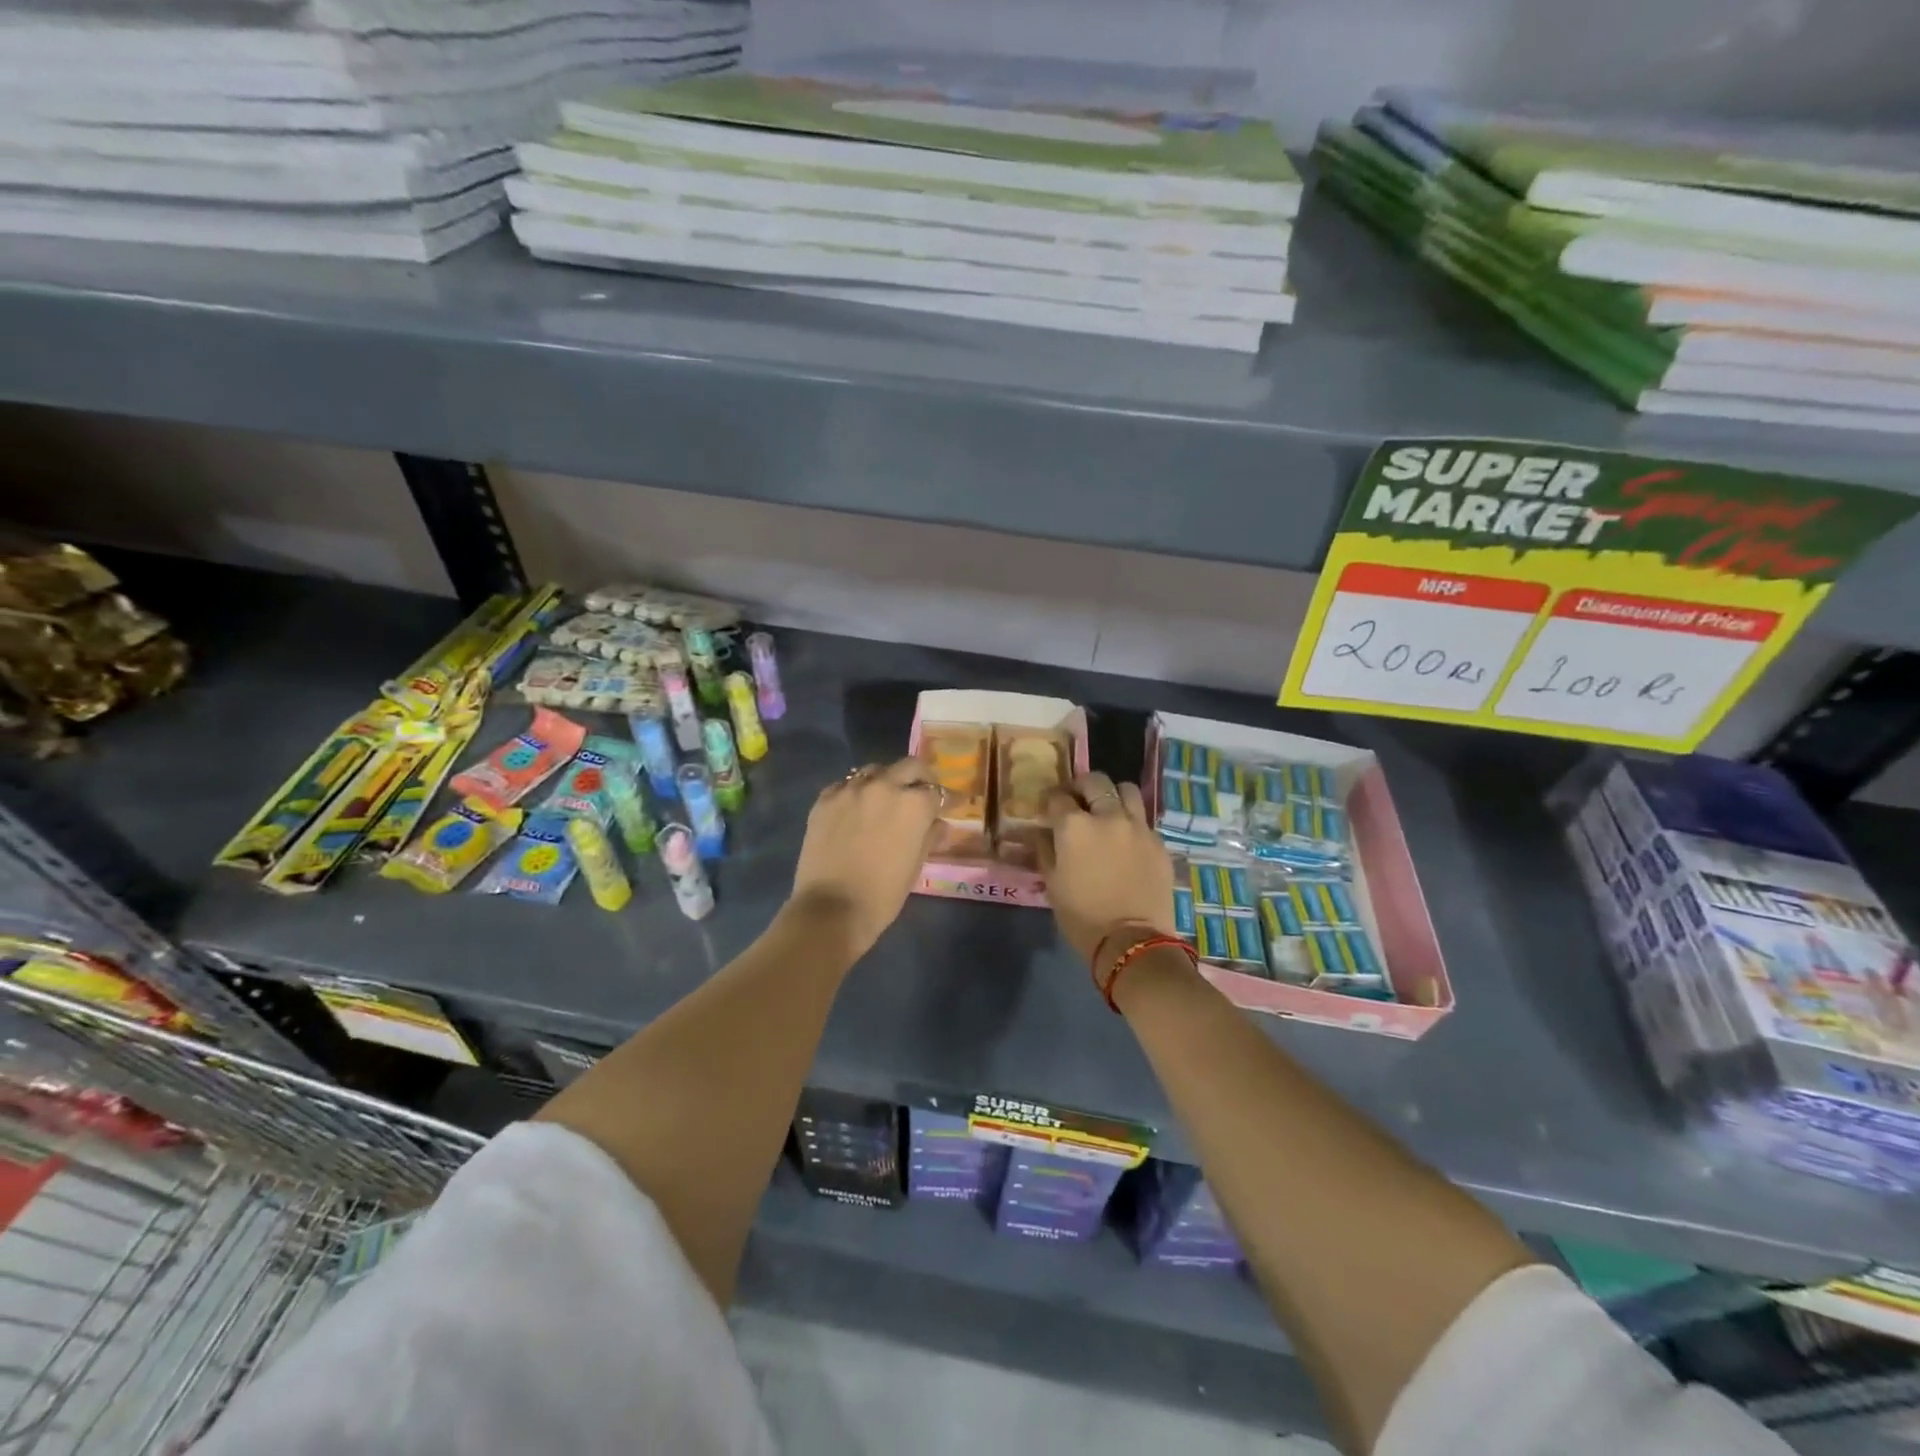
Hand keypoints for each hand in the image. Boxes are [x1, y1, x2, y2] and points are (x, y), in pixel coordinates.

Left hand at [788, 758, 942, 956]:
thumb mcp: (915, 866)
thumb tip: (939, 825)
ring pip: (875, 770)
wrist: (831, 909)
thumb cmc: (883, 894)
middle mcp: (884, 786)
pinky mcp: (824, 799)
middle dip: (920, 777)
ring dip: (885, 780)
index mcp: (913, 804)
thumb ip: (929, 837)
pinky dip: (855, 792)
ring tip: (885, 798)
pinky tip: (855, 808)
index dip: (947, 800)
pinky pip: (845, 785)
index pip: (937, 791)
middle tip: (921, 793)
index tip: (952, 804)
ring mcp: (851, 790)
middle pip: (909, 767)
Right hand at [1040, 772, 1175, 966]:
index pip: (1058, 797)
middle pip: (1095, 781)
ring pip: (1126, 790)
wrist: (1132, 942)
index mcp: (1074, 826)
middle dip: (1082, 787)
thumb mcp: (1052, 884)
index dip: (1051, 801)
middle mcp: (1108, 816)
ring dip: (1113, 796)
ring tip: (1107, 812)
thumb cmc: (1082, 916)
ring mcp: (1138, 826)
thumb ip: (1045, 850)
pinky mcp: (1158, 842)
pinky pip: (1143, 820)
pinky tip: (1126, 841)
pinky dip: (1131, 823)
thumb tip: (1041, 831)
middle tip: (1078, 802)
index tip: (1049, 809)